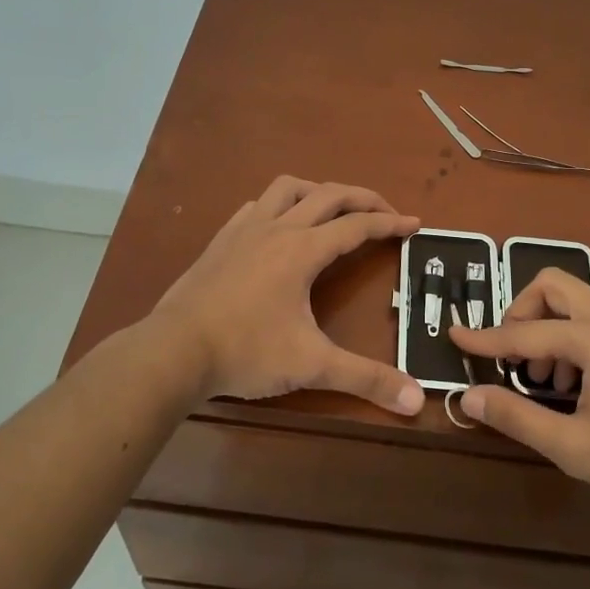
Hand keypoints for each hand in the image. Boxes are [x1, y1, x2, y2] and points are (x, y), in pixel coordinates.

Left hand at [150, 176, 425, 415]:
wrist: (173, 351)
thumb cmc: (246, 352)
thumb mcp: (312, 365)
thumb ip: (366, 379)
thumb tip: (416, 400)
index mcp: (303, 250)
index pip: (357, 226)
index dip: (390, 224)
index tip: (415, 224)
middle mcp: (277, 228)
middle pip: (329, 195)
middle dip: (363, 199)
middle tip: (386, 213)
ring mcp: (244, 230)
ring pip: (287, 188)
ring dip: (318, 191)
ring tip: (333, 210)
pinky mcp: (220, 240)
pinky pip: (255, 206)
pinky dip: (278, 206)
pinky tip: (277, 226)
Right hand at [450, 268, 589, 519]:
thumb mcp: (574, 448)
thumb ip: (518, 417)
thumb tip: (469, 396)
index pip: (524, 331)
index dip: (485, 339)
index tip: (453, 336)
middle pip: (552, 286)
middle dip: (522, 313)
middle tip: (514, 358)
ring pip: (575, 299)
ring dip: (548, 326)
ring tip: (547, 379)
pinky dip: (572, 334)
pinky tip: (577, 382)